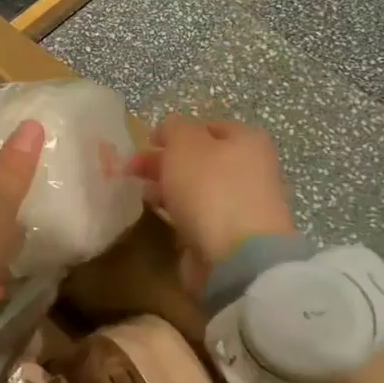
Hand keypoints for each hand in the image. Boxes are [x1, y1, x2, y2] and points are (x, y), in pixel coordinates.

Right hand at [128, 116, 296, 279]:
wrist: (237, 256)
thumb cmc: (210, 189)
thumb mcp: (185, 144)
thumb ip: (173, 128)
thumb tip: (169, 128)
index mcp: (246, 141)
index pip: (207, 126)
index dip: (175, 132)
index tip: (147, 143)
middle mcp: (250, 168)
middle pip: (200, 158)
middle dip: (165, 161)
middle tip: (133, 170)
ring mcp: (242, 203)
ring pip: (197, 188)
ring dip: (169, 188)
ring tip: (143, 194)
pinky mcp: (230, 234)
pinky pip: (198, 215)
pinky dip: (179, 212)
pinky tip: (161, 215)